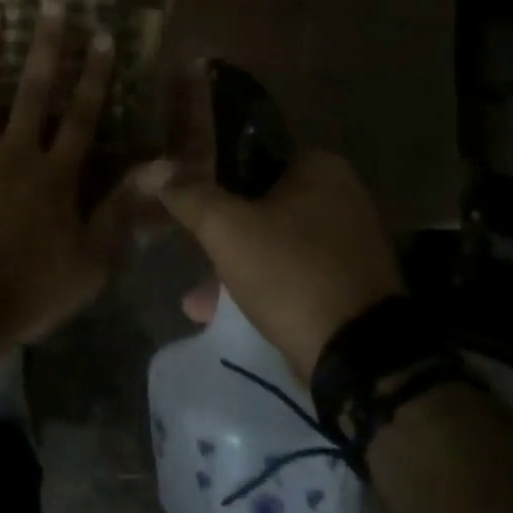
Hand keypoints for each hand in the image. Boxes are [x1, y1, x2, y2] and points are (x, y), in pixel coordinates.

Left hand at [0, 0, 136, 345]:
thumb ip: (121, 211)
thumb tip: (160, 167)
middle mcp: (7, 155)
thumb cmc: (29, 291)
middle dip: (41, 45)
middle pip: (27, 91)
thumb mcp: (90, 262)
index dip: (92, 74)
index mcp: (51, 174)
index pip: (80, 115)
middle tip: (44, 1)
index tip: (99, 33)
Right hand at [133, 64, 404, 381]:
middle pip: (261, 203)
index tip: (186, 201)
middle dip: (221, 231)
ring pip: (273, 242)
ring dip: (235, 264)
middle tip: (192, 248)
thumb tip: (153, 168)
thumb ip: (188, 194)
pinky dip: (260, 286)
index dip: (213, 177)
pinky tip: (221, 313)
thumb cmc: (290, 272)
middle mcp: (343, 197)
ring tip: (198, 295)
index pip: (251, 155)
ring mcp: (349, 244)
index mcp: (321, 168)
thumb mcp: (225, 228)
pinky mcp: (349, 285)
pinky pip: (291, 274)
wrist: (359, 356)